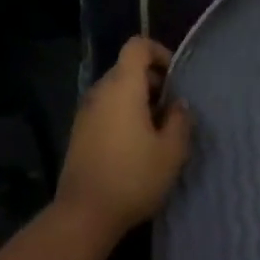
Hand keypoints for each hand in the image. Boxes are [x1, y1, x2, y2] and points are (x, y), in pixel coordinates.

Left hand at [55, 37, 192, 238]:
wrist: (84, 213)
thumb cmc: (133, 177)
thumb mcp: (171, 152)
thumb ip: (179, 121)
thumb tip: (178, 105)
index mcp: (123, 86)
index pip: (137, 46)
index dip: (159, 52)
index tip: (175, 78)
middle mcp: (100, 91)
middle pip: (127, 68)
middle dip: (153, 81)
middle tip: (172, 110)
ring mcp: (85, 111)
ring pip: (116, 90)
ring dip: (138, 100)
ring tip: (157, 131)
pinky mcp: (79, 131)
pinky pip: (105, 109)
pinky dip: (122, 114)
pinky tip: (136, 146)